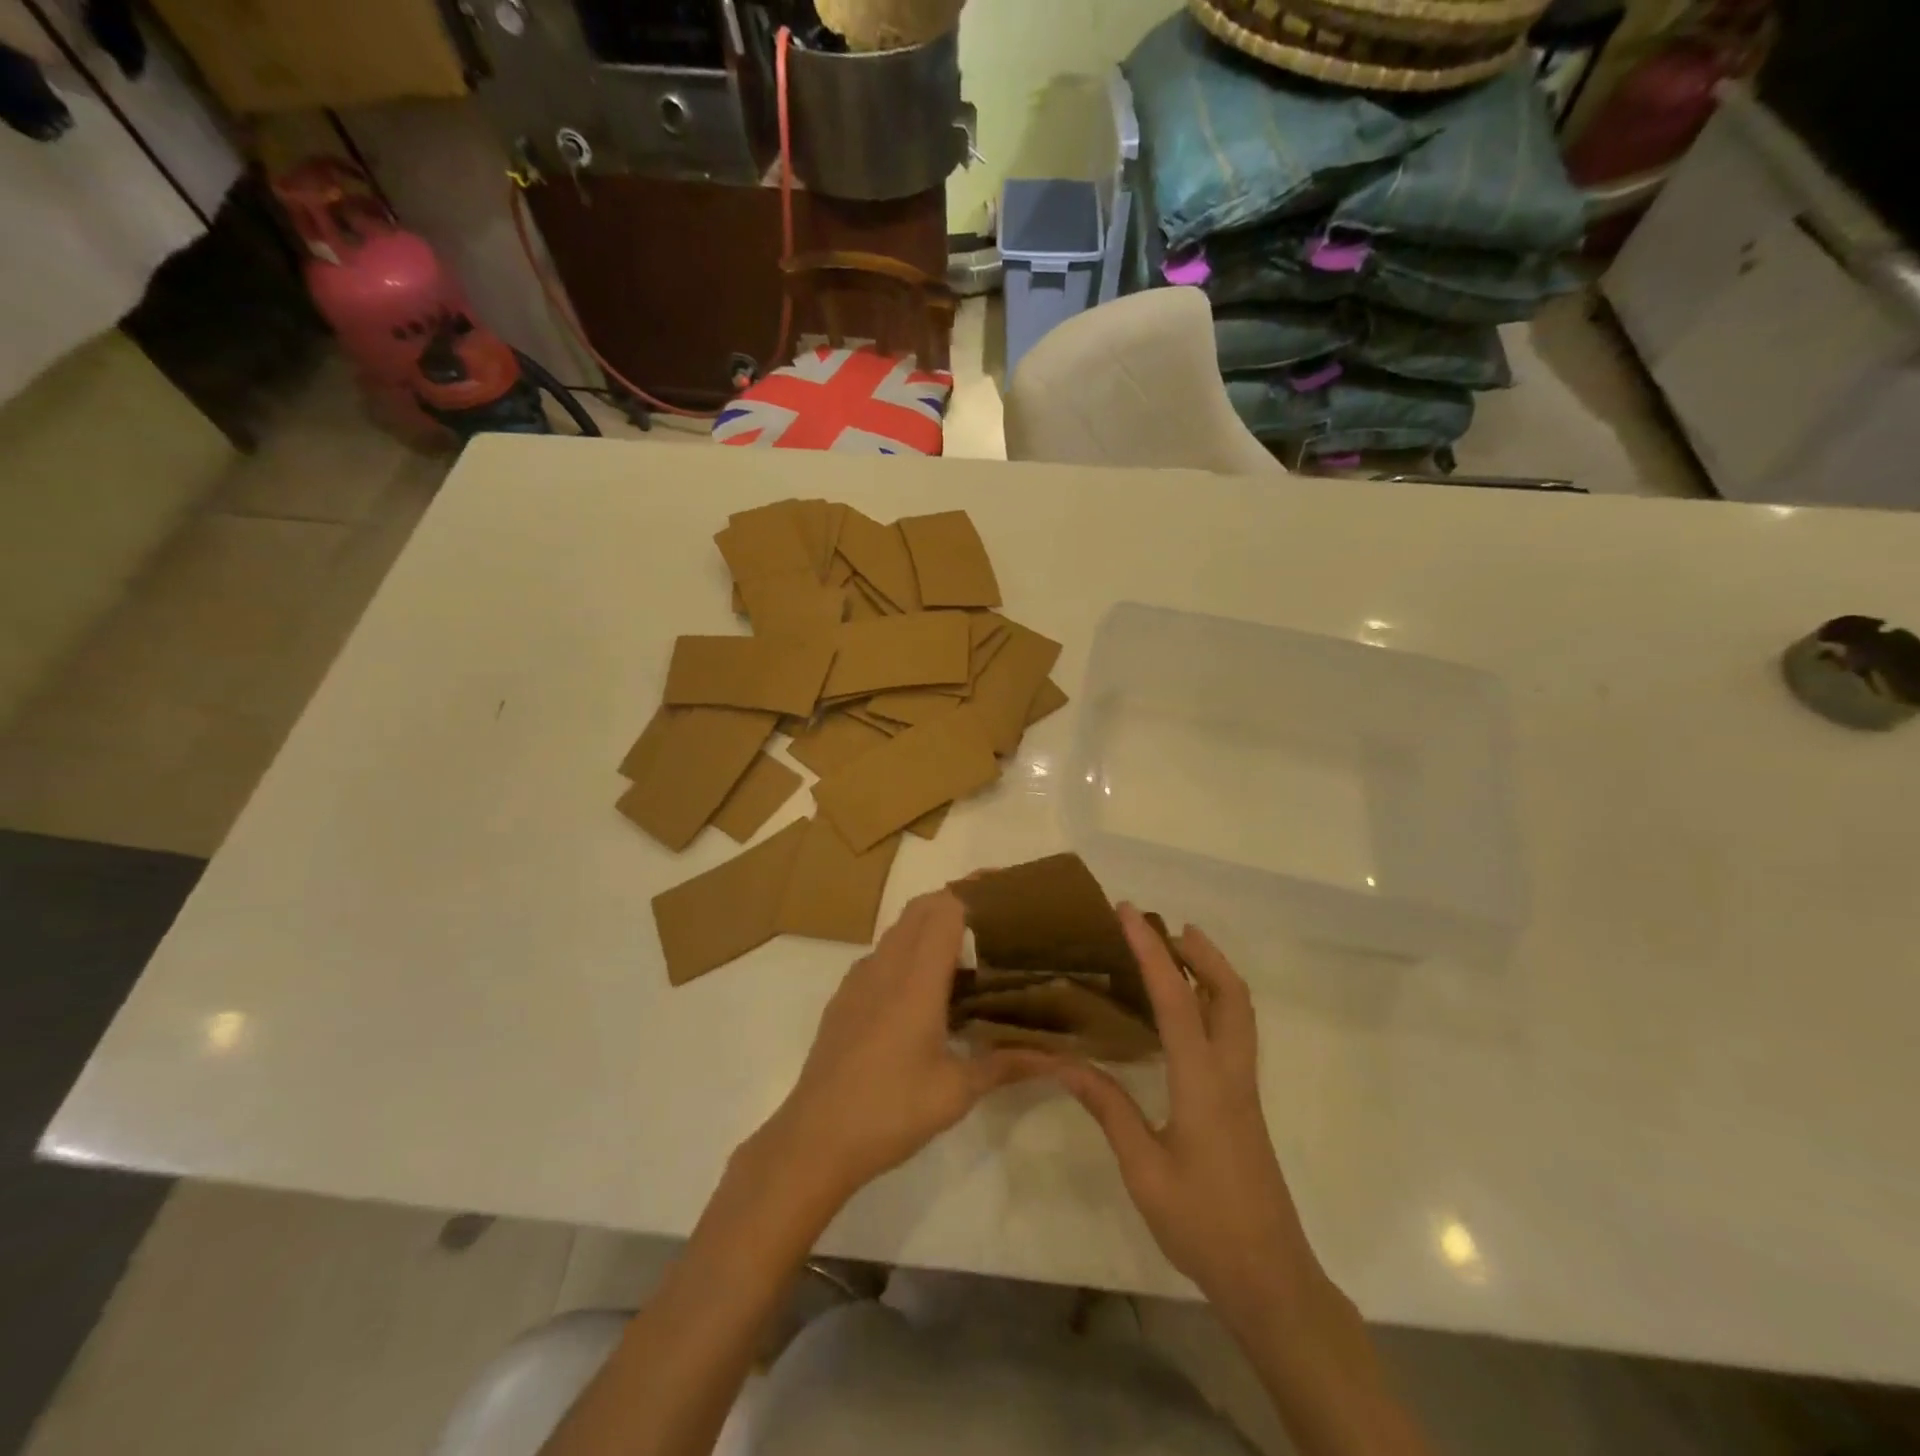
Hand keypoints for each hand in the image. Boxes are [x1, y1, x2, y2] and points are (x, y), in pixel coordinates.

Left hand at [756, 891, 1046, 1206]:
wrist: (813, 1140)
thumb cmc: (890, 1111)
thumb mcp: (956, 1092)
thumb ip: (1005, 1063)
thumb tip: (1058, 1058)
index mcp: (916, 979)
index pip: (945, 909)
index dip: (974, 893)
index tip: (1005, 896)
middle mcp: (885, 967)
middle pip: (920, 908)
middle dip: (955, 901)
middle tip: (993, 922)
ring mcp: (858, 980)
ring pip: (898, 930)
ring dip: (929, 926)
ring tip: (965, 954)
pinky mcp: (844, 999)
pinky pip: (881, 956)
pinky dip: (906, 952)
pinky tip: (924, 991)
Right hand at [1052, 906, 1324, 1318]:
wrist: (1270, 1278)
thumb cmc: (1203, 1224)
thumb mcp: (1143, 1169)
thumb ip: (1108, 1108)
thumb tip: (1064, 1062)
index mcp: (1204, 1082)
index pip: (1177, 999)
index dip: (1151, 950)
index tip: (1128, 912)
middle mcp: (1231, 1073)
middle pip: (1230, 992)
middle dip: (1200, 950)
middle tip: (1162, 926)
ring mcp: (1244, 1088)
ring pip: (1240, 1010)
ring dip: (1212, 971)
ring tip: (1175, 953)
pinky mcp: (1244, 1103)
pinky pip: (1234, 1031)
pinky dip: (1213, 1000)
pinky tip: (1186, 1013)